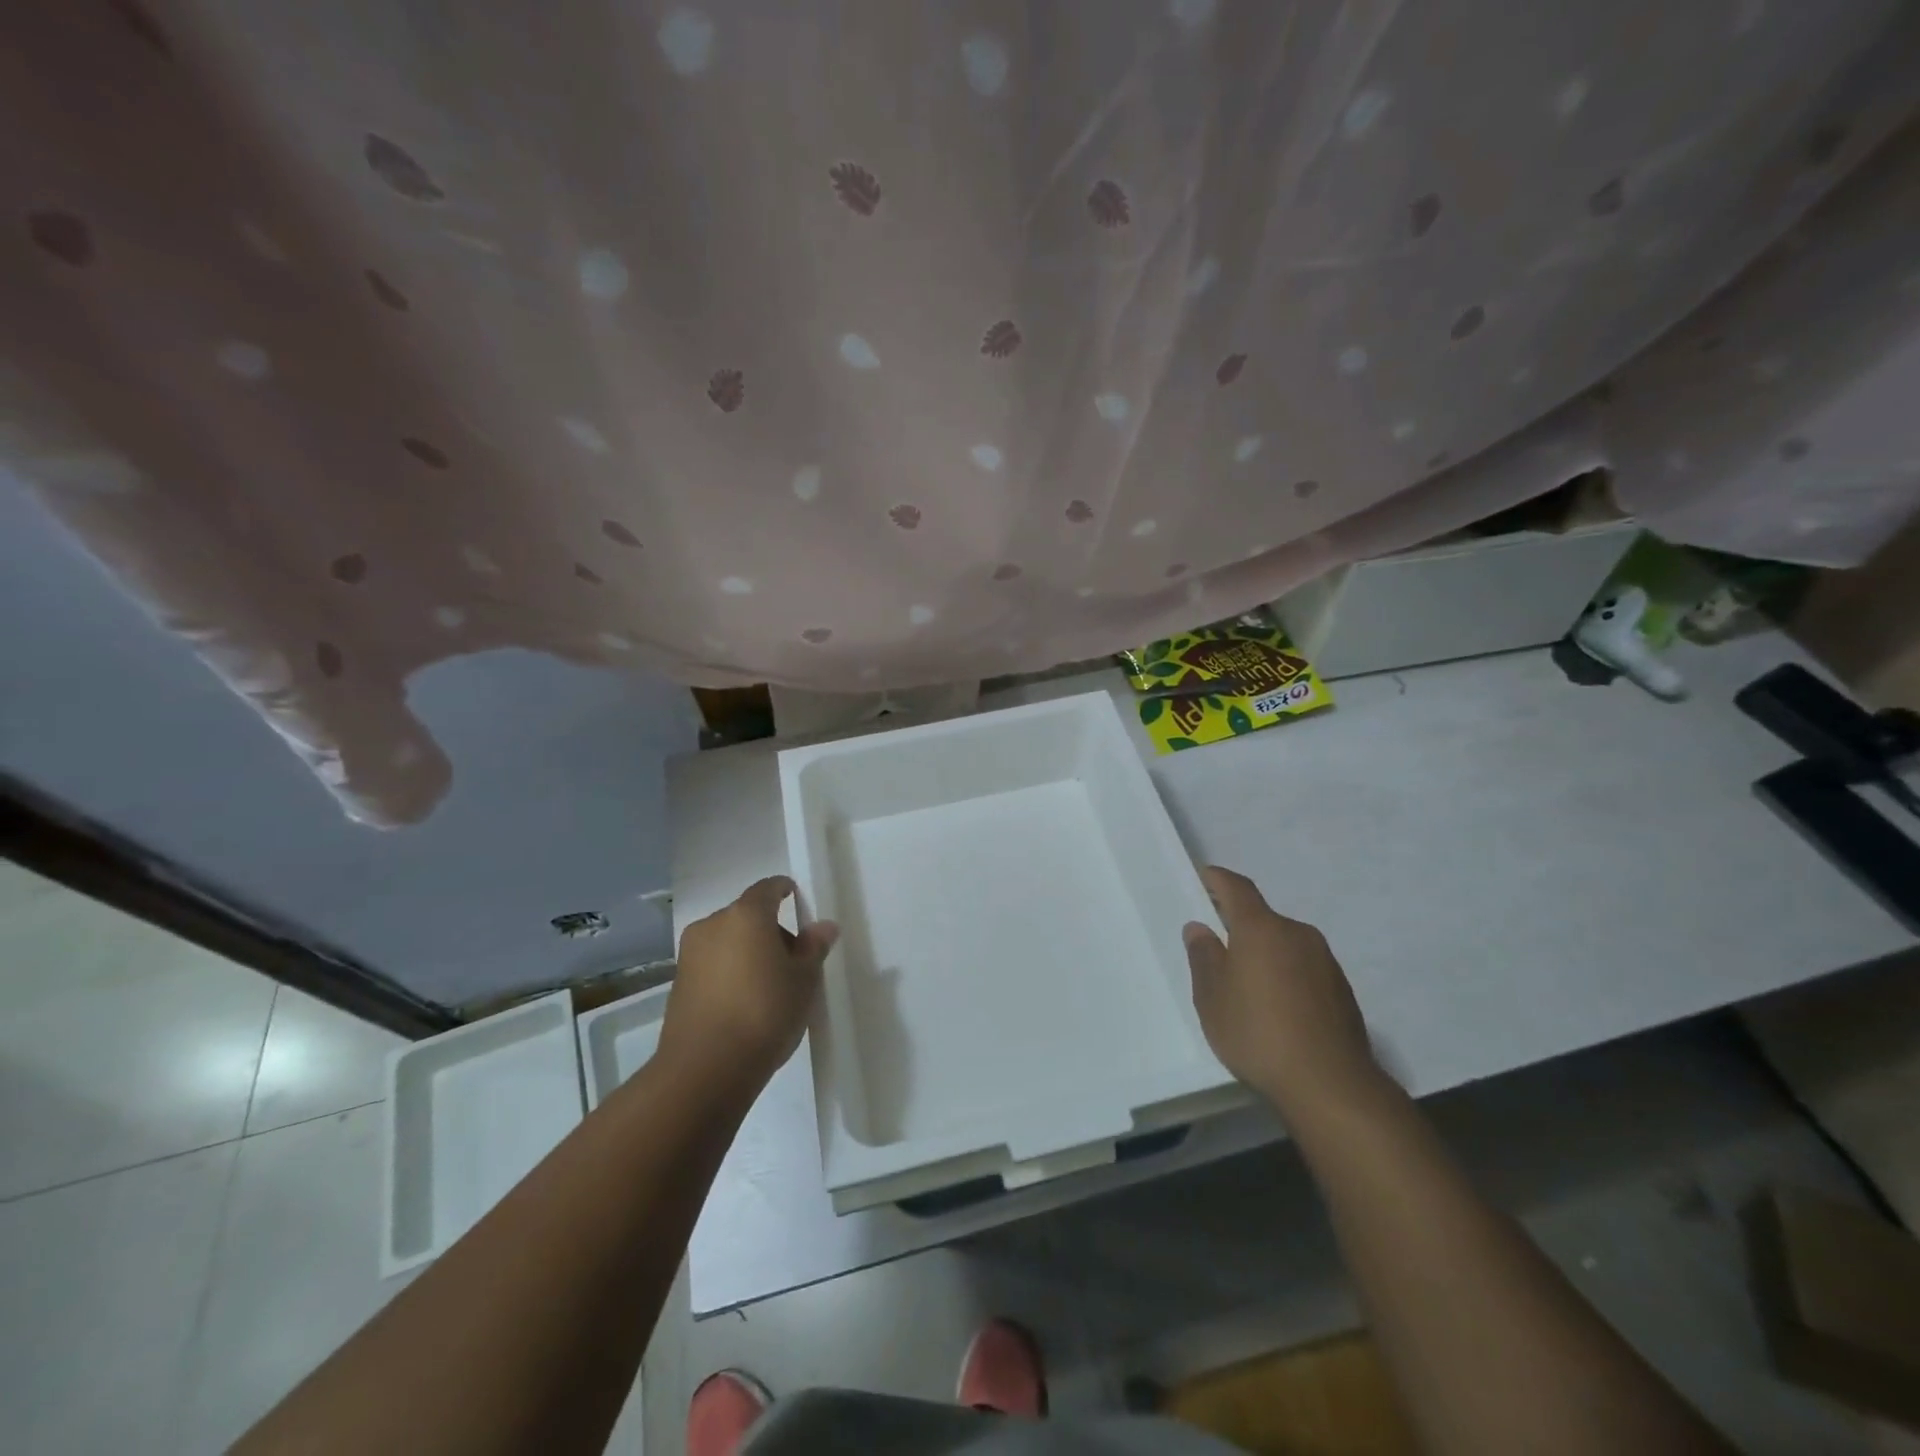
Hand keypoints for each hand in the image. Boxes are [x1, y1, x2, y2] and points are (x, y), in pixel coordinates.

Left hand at [659, 876, 838, 1086]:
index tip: (798, 901)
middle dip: (770, 930)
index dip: (784, 891)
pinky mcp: (677, 984)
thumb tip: (823, 926)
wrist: (705, 1070)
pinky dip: (730, 972)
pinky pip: (712, 965)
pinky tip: (744, 1003)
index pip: (768, 888)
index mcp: (746, 915)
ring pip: (728, 941)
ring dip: (748, 952)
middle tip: (793, 960)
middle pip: (747, 915)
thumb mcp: (803, 980)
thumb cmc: (764, 1013)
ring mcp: (690, 955)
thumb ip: (814, 947)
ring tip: (769, 987)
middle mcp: (712, 925)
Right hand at [1183, 866, 1384, 1118]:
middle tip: (1218, 949)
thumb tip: (1200, 928)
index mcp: (1261, 928)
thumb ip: (1203, 957)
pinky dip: (1287, 976)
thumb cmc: (1257, 1033)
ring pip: (1285, 944)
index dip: (1218, 880)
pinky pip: (1305, 969)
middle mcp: (1297, 934)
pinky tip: (1279, 1009)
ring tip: (1248, 987)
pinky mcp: (1342, 990)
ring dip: (1266, 954)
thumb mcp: (1212, 998)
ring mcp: (1325, 961)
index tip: (1204, 879)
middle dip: (1240, 926)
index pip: (1237, 888)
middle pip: (1263, 918)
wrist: (1331, 1085)